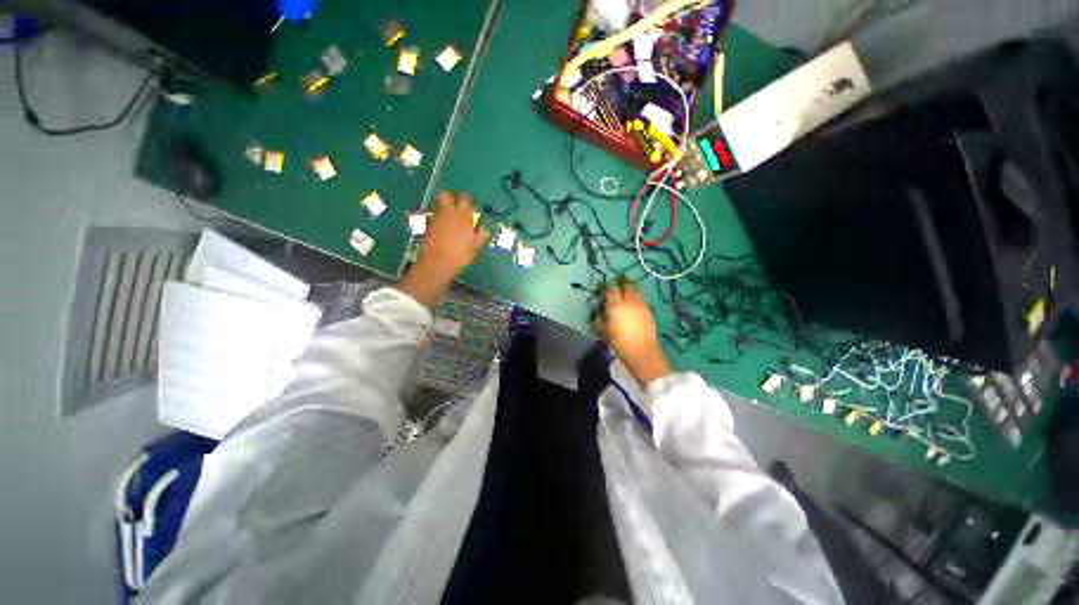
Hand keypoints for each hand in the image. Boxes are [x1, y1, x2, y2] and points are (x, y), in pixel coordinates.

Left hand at [397, 191, 488, 309]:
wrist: (438, 262)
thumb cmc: (461, 254)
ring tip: (450, 217)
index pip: (466, 199)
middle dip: (452, 198)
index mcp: (463, 216)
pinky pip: (434, 215)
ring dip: (444, 207)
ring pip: (438, 204)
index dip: (468, 202)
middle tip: (457, 206)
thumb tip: (484, 229)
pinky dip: (438, 217)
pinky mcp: (428, 225)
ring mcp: (437, 218)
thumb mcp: (476, 246)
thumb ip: (481, 235)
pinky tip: (442, 227)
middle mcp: (449, 213)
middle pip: (447, 195)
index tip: (471, 208)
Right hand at [595, 282, 670, 387]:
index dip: (606, 288)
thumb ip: (600, 318)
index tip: (603, 292)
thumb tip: (600, 311)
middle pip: (626, 286)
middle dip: (620, 287)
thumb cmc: (619, 342)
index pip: (611, 288)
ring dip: (629, 293)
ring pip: (635, 291)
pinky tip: (633, 309)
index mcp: (616, 304)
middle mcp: (630, 300)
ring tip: (625, 301)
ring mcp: (641, 304)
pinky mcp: (649, 310)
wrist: (642, 351)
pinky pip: (641, 300)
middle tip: (615, 294)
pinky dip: (636, 301)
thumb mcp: (603, 331)